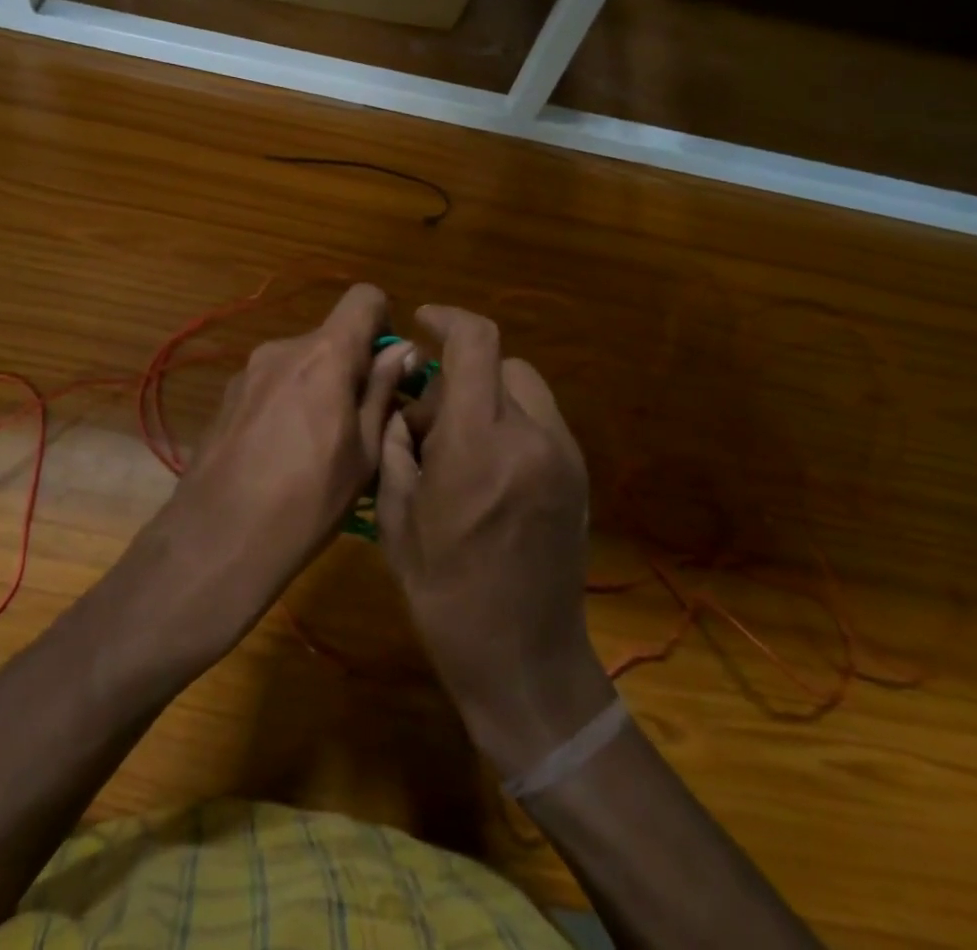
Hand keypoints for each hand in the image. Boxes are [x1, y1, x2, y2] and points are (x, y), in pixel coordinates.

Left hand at [146, 283, 414, 657]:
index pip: (364, 297)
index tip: (388, 368)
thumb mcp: (364, 452)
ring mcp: (249, 371)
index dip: (384, 322)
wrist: (218, 539)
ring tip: (320, 446)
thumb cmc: (308, 500)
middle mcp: (283, 348)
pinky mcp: (227, 396)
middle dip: (353, 367)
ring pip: (302, 362)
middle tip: (362, 422)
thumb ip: (383, 391)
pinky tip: (282, 453)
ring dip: (320, 386)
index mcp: (324, 355)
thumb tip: (404, 350)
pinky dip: (289, 401)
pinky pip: (273, 383)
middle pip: (332, 336)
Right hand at [378, 305, 617, 776]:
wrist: (524, 659)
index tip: (423, 321)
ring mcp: (563, 455)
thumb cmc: (445, 592)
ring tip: (462, 443)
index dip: (448, 317)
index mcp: (479, 443)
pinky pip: (542, 419)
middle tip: (431, 417)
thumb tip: (404, 406)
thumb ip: (397, 445)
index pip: (476, 343)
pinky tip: (490, 467)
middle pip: (501, 361)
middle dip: (461, 371)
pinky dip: (512, 420)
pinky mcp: (579, 475)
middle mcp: (530, 435)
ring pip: (525, 387)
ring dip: (489, 394)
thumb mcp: (398, 518)